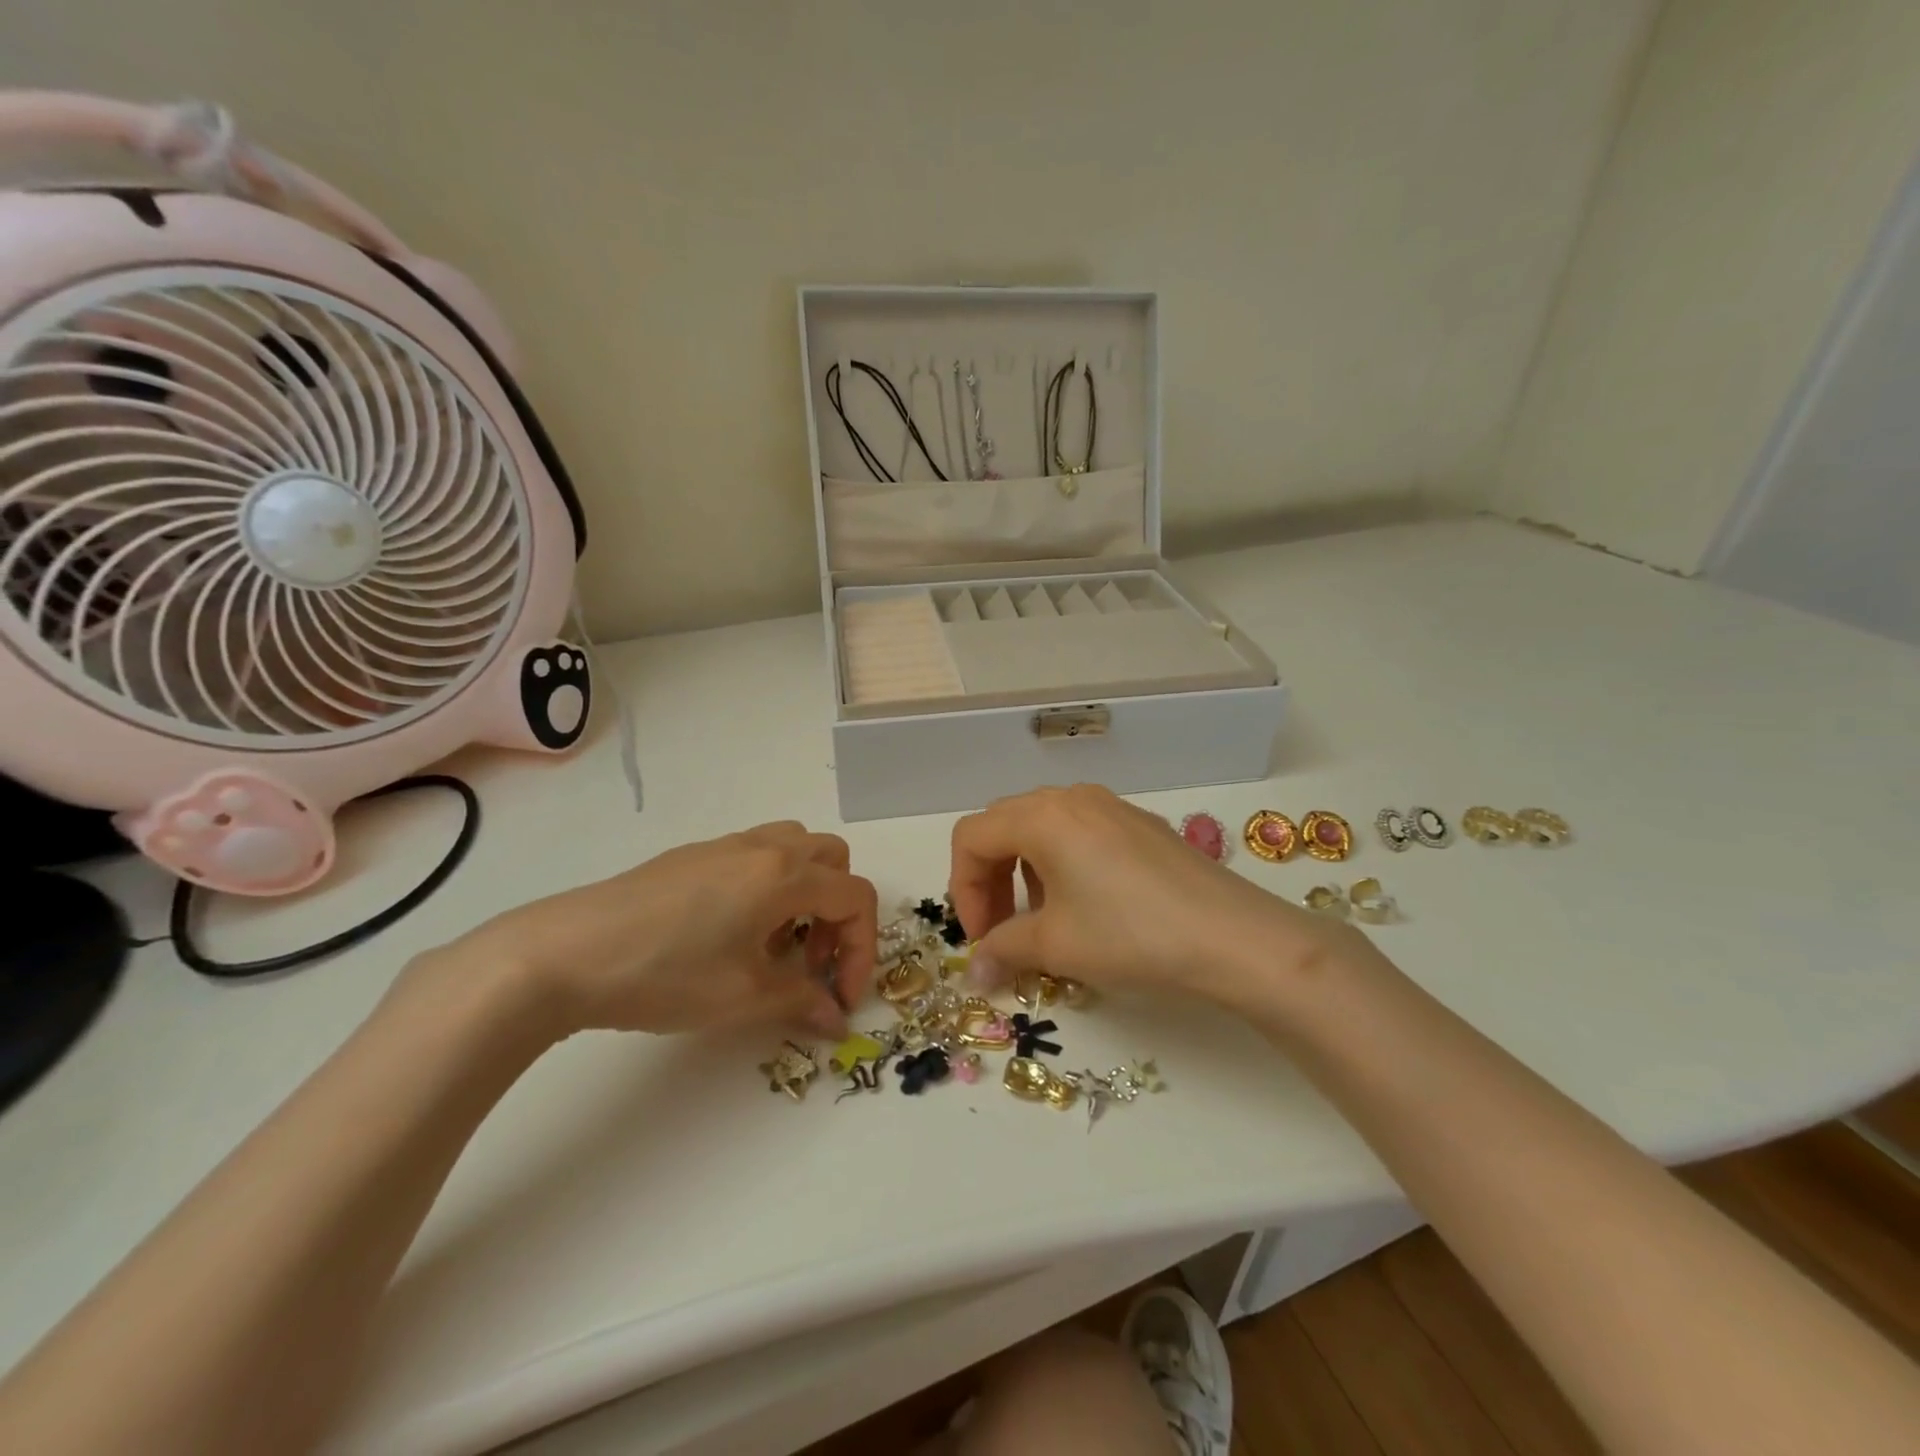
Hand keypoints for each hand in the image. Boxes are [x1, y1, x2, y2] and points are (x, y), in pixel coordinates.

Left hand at [429, 822, 876, 1039]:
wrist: (564, 954)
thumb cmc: (666, 973)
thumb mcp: (743, 996)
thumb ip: (801, 1000)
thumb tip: (836, 1019)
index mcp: (784, 875)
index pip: (856, 899)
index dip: (863, 950)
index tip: (841, 998)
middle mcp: (763, 848)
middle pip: (833, 861)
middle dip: (838, 913)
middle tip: (812, 961)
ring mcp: (724, 846)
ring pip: (793, 849)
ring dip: (806, 892)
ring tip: (775, 944)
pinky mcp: (691, 856)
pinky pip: (754, 857)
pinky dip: (768, 887)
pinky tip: (730, 935)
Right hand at [948, 785, 1383, 1012]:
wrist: (1234, 937)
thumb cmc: (1131, 935)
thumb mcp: (1056, 945)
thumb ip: (1003, 950)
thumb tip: (974, 975)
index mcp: (1041, 816)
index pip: (971, 838)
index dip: (962, 890)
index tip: (981, 940)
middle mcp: (1071, 798)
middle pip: (1003, 827)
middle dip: (989, 880)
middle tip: (1000, 931)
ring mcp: (1110, 807)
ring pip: (1041, 829)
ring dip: (1024, 873)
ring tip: (1042, 922)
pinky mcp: (1139, 824)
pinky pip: (1079, 834)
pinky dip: (1060, 866)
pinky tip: (1086, 908)